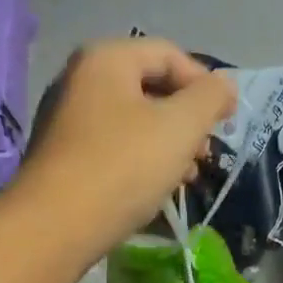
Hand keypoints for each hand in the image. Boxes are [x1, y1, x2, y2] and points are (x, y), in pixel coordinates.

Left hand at [9, 38, 236, 255]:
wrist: (56, 227)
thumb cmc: (123, 167)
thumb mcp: (180, 127)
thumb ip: (210, 98)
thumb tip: (224, 85)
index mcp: (106, 59)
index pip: (168, 54)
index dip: (205, 83)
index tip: (227, 119)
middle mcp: (80, 81)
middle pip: (149, 89)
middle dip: (185, 120)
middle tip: (205, 153)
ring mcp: (66, 122)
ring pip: (132, 124)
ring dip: (167, 146)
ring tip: (186, 178)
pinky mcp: (63, 160)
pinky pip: (112, 150)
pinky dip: (140, 163)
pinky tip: (155, 191)